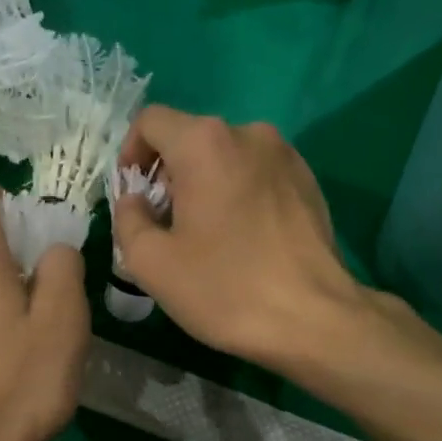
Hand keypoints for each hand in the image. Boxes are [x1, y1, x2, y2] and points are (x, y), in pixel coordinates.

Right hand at [111, 108, 364, 370]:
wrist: (313, 319)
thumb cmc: (224, 288)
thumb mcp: (151, 263)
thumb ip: (127, 219)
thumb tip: (135, 200)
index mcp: (204, 143)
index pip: (151, 121)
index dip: (130, 153)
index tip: (134, 196)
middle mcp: (248, 133)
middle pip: (190, 138)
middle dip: (168, 175)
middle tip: (166, 225)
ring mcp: (285, 155)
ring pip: (226, 157)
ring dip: (205, 185)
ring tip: (207, 235)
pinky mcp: (308, 180)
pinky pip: (257, 174)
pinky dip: (238, 193)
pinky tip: (243, 239)